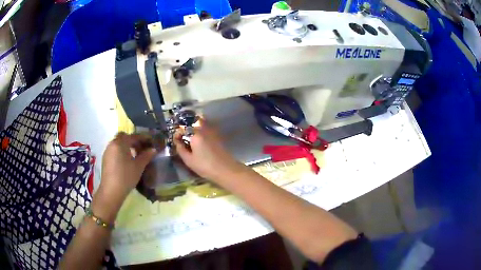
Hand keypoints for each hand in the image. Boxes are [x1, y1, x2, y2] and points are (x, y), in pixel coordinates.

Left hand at [93, 133, 156, 221]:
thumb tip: (153, 149)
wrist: (111, 191)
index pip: (133, 136)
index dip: (143, 138)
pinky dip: (121, 151)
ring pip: (118, 143)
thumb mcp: (139, 166)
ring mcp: (107, 151)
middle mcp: (112, 144)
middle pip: (123, 137)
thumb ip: (146, 156)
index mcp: (120, 143)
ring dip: (126, 145)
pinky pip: (115, 150)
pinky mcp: (105, 159)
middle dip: (133, 140)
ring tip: (135, 154)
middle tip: (141, 147)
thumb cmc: (126, 177)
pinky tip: (126, 160)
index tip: (151, 142)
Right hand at [174, 121, 244, 180]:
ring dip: (194, 127)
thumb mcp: (189, 160)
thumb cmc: (205, 166)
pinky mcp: (218, 136)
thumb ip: (181, 149)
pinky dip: (202, 131)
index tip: (176, 141)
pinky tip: (200, 141)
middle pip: (192, 124)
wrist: (226, 170)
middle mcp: (204, 130)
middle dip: (186, 129)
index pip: (183, 128)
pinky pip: (207, 129)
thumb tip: (177, 141)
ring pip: (201, 124)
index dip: (178, 133)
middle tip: (182, 138)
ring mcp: (212, 132)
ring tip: (191, 138)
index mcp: (195, 134)